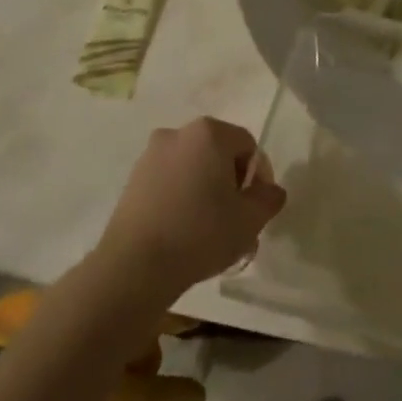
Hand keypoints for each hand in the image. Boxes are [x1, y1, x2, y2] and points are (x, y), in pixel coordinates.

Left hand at [96, 118, 287, 300]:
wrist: (134, 267)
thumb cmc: (200, 234)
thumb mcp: (250, 220)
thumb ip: (269, 198)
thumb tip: (270, 190)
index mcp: (209, 133)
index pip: (247, 146)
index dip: (258, 177)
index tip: (254, 208)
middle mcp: (178, 134)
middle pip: (218, 154)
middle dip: (229, 182)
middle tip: (234, 218)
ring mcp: (150, 156)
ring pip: (191, 168)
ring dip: (204, 190)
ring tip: (207, 229)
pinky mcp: (131, 180)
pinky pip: (168, 182)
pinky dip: (180, 197)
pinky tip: (181, 230)